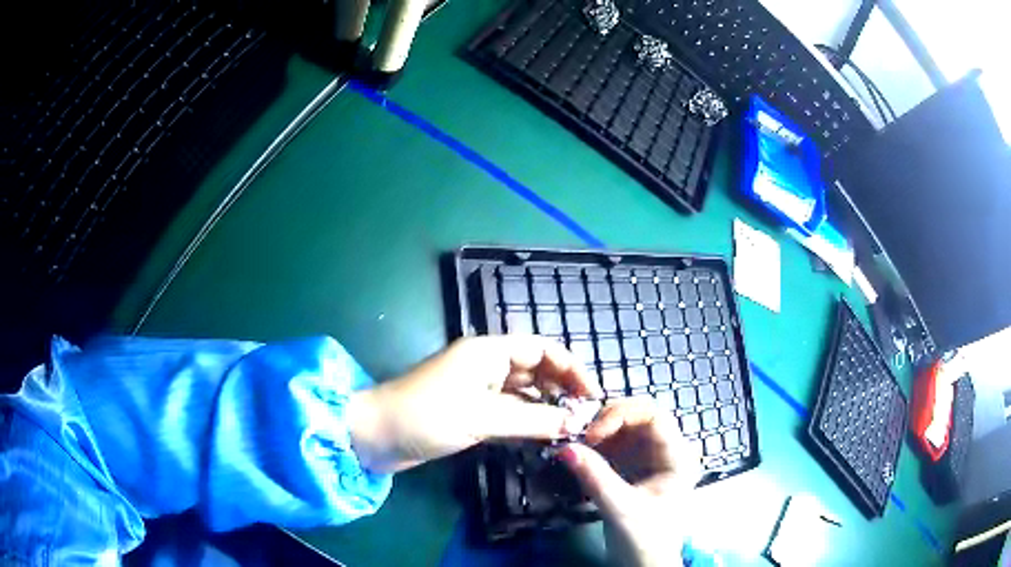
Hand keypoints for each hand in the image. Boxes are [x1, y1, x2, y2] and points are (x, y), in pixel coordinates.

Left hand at [347, 335, 602, 472]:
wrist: (377, 435)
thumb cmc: (427, 415)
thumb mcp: (483, 417)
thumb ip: (533, 420)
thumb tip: (576, 422)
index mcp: (489, 352)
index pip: (542, 350)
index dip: (571, 368)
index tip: (593, 395)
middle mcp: (487, 366)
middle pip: (536, 371)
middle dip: (562, 390)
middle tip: (585, 417)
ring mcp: (478, 390)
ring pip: (524, 394)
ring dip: (546, 409)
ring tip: (572, 429)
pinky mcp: (472, 413)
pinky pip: (509, 413)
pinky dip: (528, 422)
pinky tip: (545, 437)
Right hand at [558, 399, 701, 566]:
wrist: (642, 565)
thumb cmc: (644, 540)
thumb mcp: (621, 509)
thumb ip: (595, 478)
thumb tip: (565, 448)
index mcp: (678, 457)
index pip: (654, 417)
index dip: (622, 416)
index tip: (591, 434)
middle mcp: (666, 451)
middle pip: (639, 417)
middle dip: (608, 420)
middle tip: (580, 435)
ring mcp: (649, 459)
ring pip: (624, 429)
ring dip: (599, 431)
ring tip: (576, 443)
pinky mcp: (633, 468)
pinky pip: (614, 445)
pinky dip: (596, 446)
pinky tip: (582, 454)